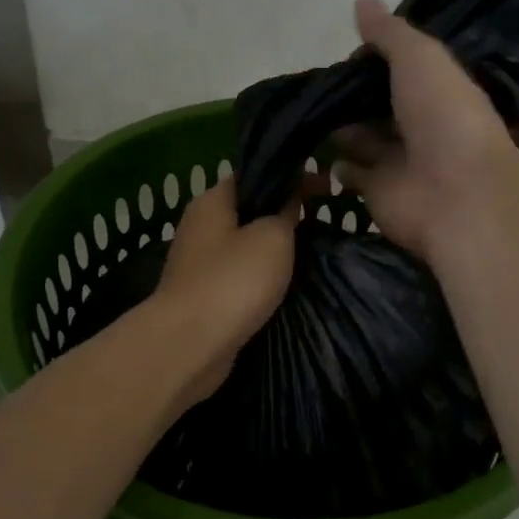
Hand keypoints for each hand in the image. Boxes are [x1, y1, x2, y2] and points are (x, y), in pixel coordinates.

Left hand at [152, 175, 299, 401]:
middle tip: (321, 221)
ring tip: (310, 254)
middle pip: (248, 210)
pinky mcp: (203, 296)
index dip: (291, 176)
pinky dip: (260, 278)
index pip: (254, 174)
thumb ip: (285, 212)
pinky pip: (239, 276)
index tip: (326, 188)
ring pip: (244, 245)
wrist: (191, 344)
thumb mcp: (272, 237)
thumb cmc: (234, 280)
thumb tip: (289, 199)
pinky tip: (284, 286)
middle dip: (283, 214)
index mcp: (212, 201)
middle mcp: (200, 226)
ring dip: (273, 249)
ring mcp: (198, 263)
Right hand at [333, 0, 518, 258]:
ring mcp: (398, 160)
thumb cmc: (443, 116)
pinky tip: (315, 148)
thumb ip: (389, 33)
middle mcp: (419, 124)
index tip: (344, 49)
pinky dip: (336, 165)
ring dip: (339, 127)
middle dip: (352, 95)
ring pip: (362, 138)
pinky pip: (352, 174)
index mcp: (436, 89)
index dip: (374, 59)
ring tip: (307, 110)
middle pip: (378, 105)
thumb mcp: (420, 58)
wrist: (457, 194)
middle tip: (315, 83)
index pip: (401, 69)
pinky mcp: (378, 192)